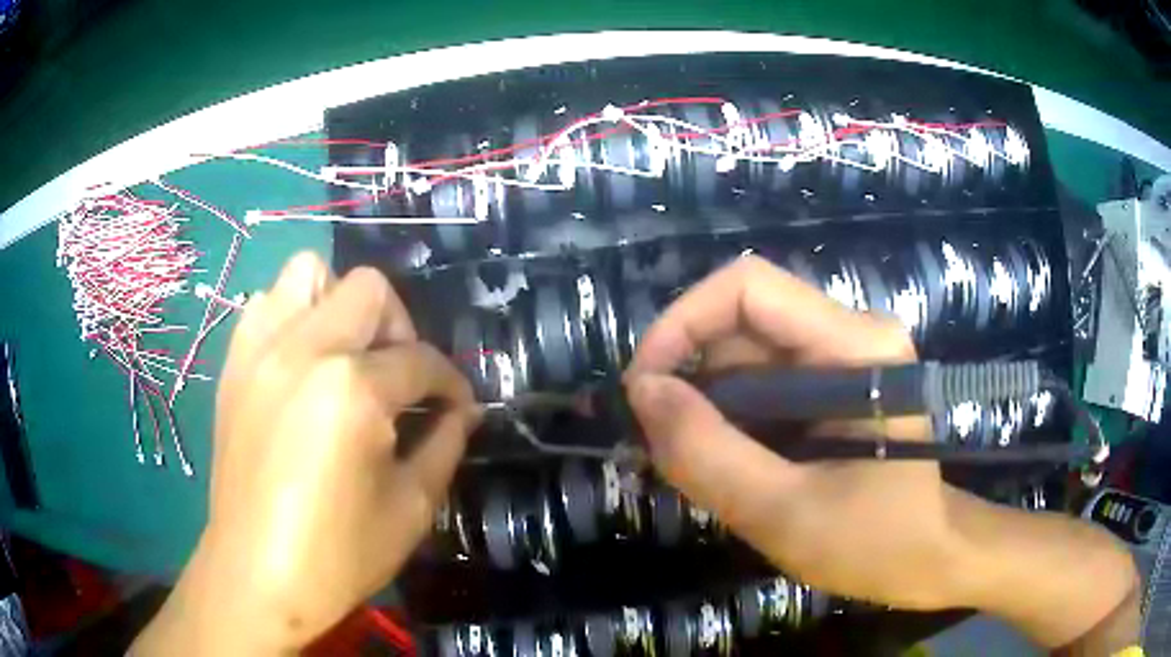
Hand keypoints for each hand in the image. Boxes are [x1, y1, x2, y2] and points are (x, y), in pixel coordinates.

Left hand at [133, 253, 476, 654]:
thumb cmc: (338, 553)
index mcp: (352, 388)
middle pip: (369, 290)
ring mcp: (259, 350)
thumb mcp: (411, 506)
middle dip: (400, 328)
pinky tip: (302, 364)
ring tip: (347, 356)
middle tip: (401, 377)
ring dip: (339, 306)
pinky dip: (293, 317)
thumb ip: (444, 444)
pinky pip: (266, 305)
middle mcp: (303, 349)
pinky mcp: (234, 365)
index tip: (458, 407)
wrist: (257, 575)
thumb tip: (463, 410)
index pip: (421, 361)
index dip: (451, 383)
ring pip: (308, 273)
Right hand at [624, 255, 974, 609]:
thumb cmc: (875, 542)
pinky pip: (760, 382)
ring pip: (744, 354)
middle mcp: (850, 333)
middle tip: (661, 444)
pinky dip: (726, 418)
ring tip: (692, 465)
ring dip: (704, 404)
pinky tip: (723, 462)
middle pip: (742, 322)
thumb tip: (643, 392)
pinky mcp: (831, 385)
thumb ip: (708, 454)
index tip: (643, 389)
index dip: (682, 322)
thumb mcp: (783, 513)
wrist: (925, 559)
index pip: (748, 287)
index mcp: (857, 347)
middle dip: (689, 376)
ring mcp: (841, 357)